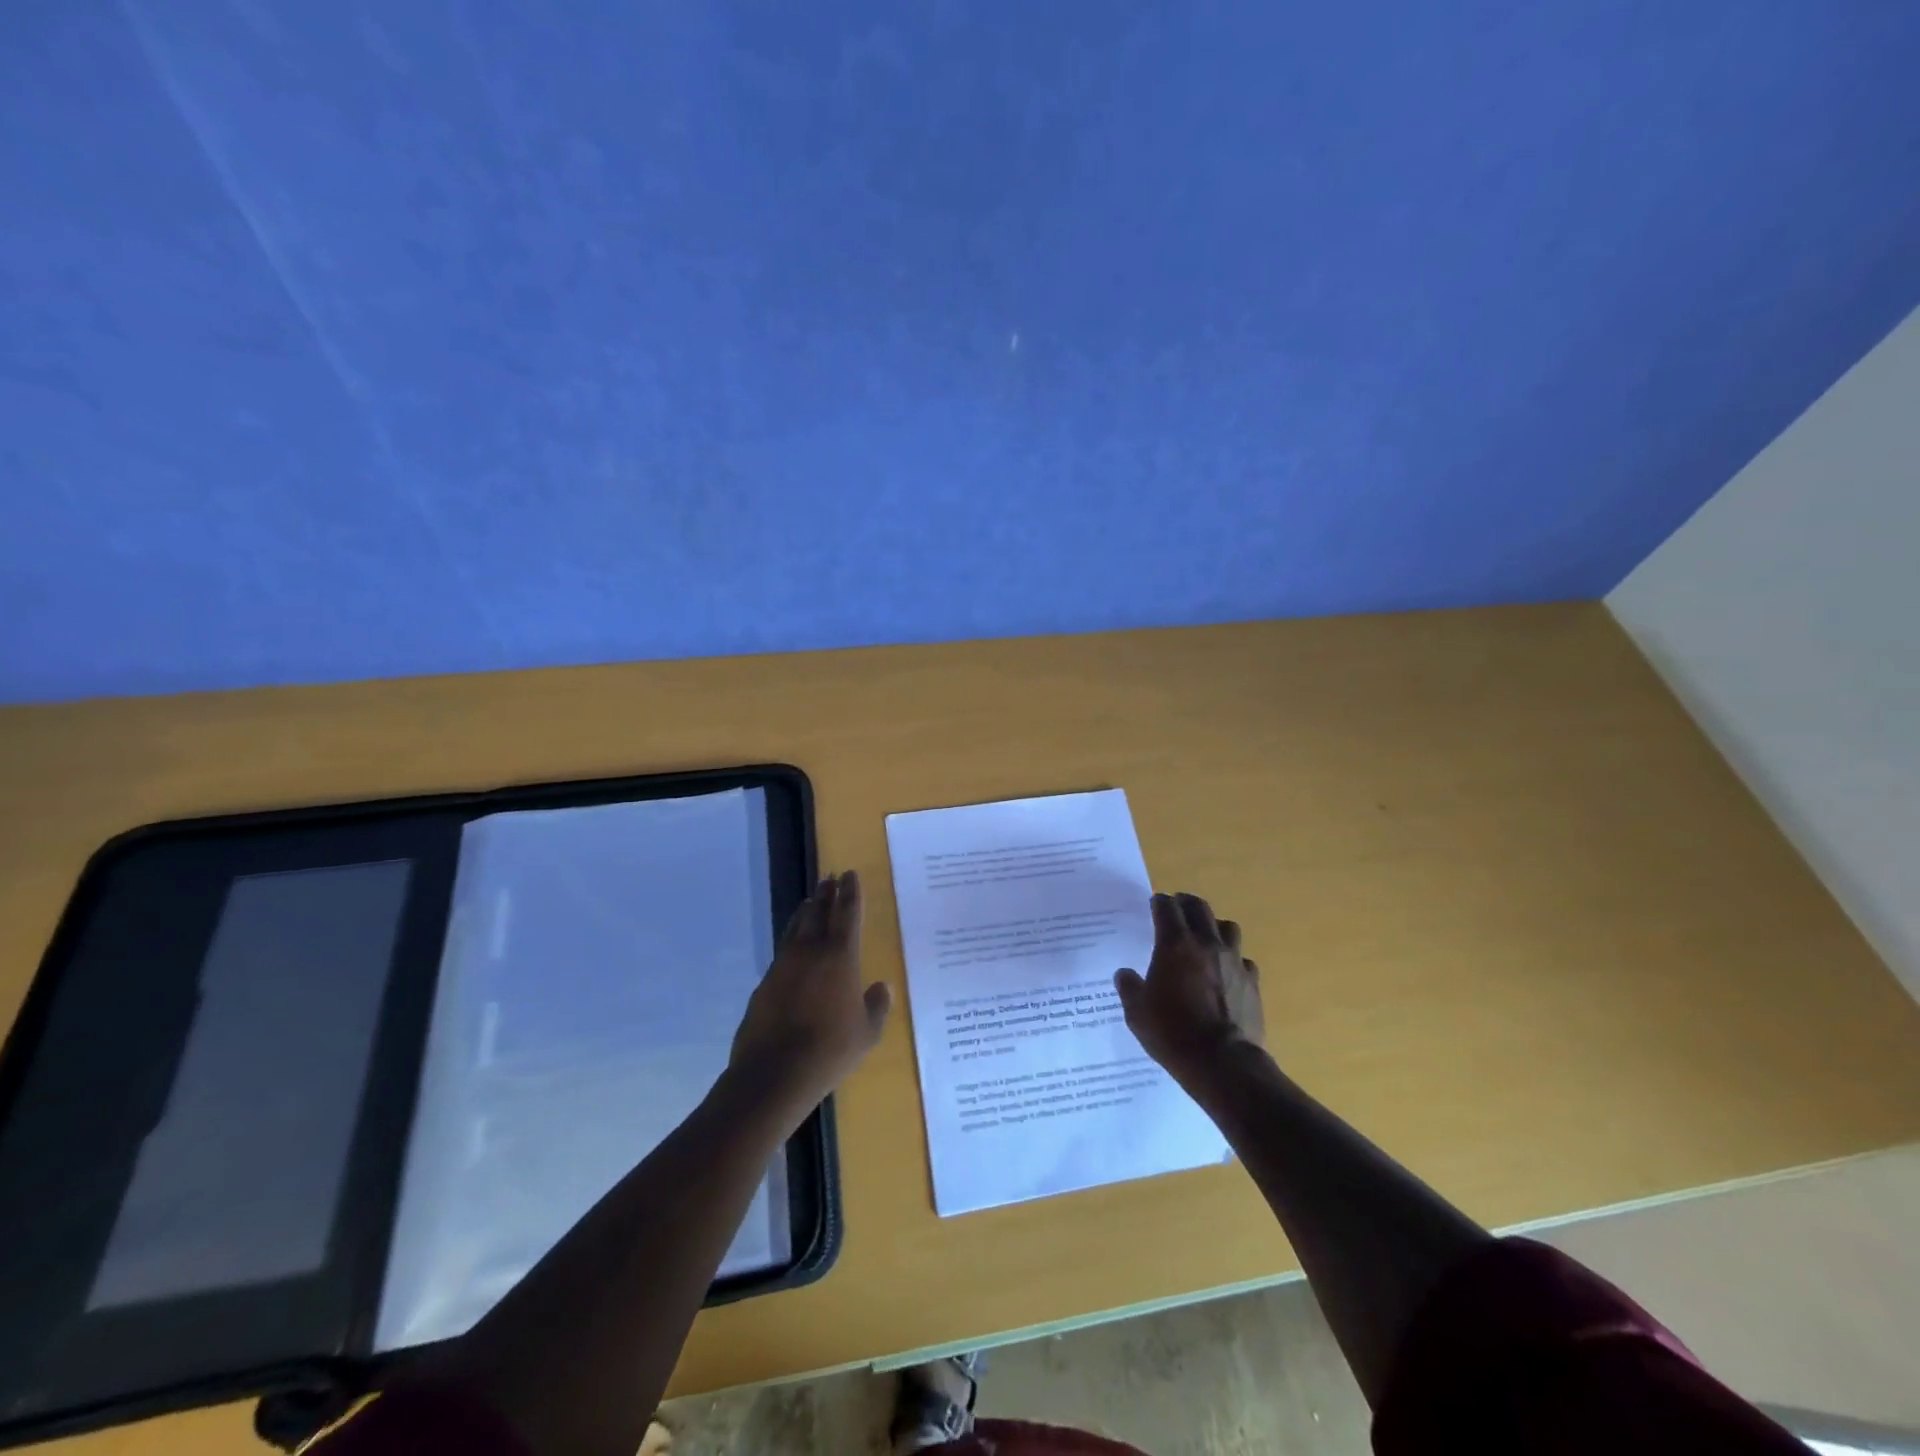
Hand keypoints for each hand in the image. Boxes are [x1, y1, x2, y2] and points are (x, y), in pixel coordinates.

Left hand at [730, 870, 890, 1108]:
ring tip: (811, 901)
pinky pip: (783, 951)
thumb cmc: (830, 1050)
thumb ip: (877, 1006)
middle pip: (819, 912)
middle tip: (830, 878)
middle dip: (826, 894)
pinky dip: (791, 940)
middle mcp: (811, 952)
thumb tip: (881, 986)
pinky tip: (794, 946)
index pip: (847, 914)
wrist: (774, 1072)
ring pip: (797, 928)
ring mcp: (784, 965)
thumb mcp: (866, 1033)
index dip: (850, 893)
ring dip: (806, 912)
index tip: (849, 874)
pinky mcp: (765, 982)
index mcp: (840, 957)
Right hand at [1114, 892, 1264, 1086]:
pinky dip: (1233, 959)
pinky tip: (1226, 972)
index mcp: (1175, 944)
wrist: (1223, 1064)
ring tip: (1205, 936)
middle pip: (1199, 907)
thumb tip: (1125, 974)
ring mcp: (1233, 961)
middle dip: (1186, 903)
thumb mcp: (1137, 1013)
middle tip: (1177, 909)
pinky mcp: (1252, 982)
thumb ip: (1130, 987)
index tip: (1155, 904)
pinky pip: (1243, 959)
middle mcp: (1206, 944)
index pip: (1167, 908)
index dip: (1159, 902)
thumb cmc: (1172, 1033)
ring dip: (1213, 926)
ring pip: (1227, 926)